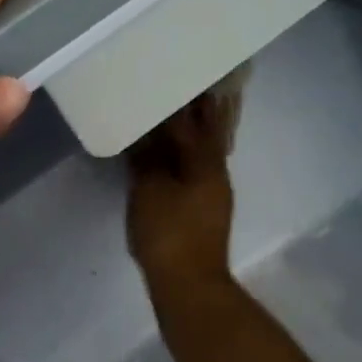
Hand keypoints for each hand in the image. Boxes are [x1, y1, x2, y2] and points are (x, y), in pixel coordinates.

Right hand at [127, 94, 235, 296]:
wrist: (188, 286)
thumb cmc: (169, 233)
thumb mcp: (150, 190)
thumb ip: (147, 158)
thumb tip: (145, 134)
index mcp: (206, 162)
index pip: (195, 119)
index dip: (185, 97)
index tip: (175, 75)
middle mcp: (215, 172)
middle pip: (206, 133)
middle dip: (195, 111)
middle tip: (179, 87)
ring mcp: (212, 194)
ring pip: (201, 153)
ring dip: (189, 134)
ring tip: (168, 116)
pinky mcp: (202, 212)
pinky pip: (193, 171)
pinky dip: (182, 158)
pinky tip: (167, 157)